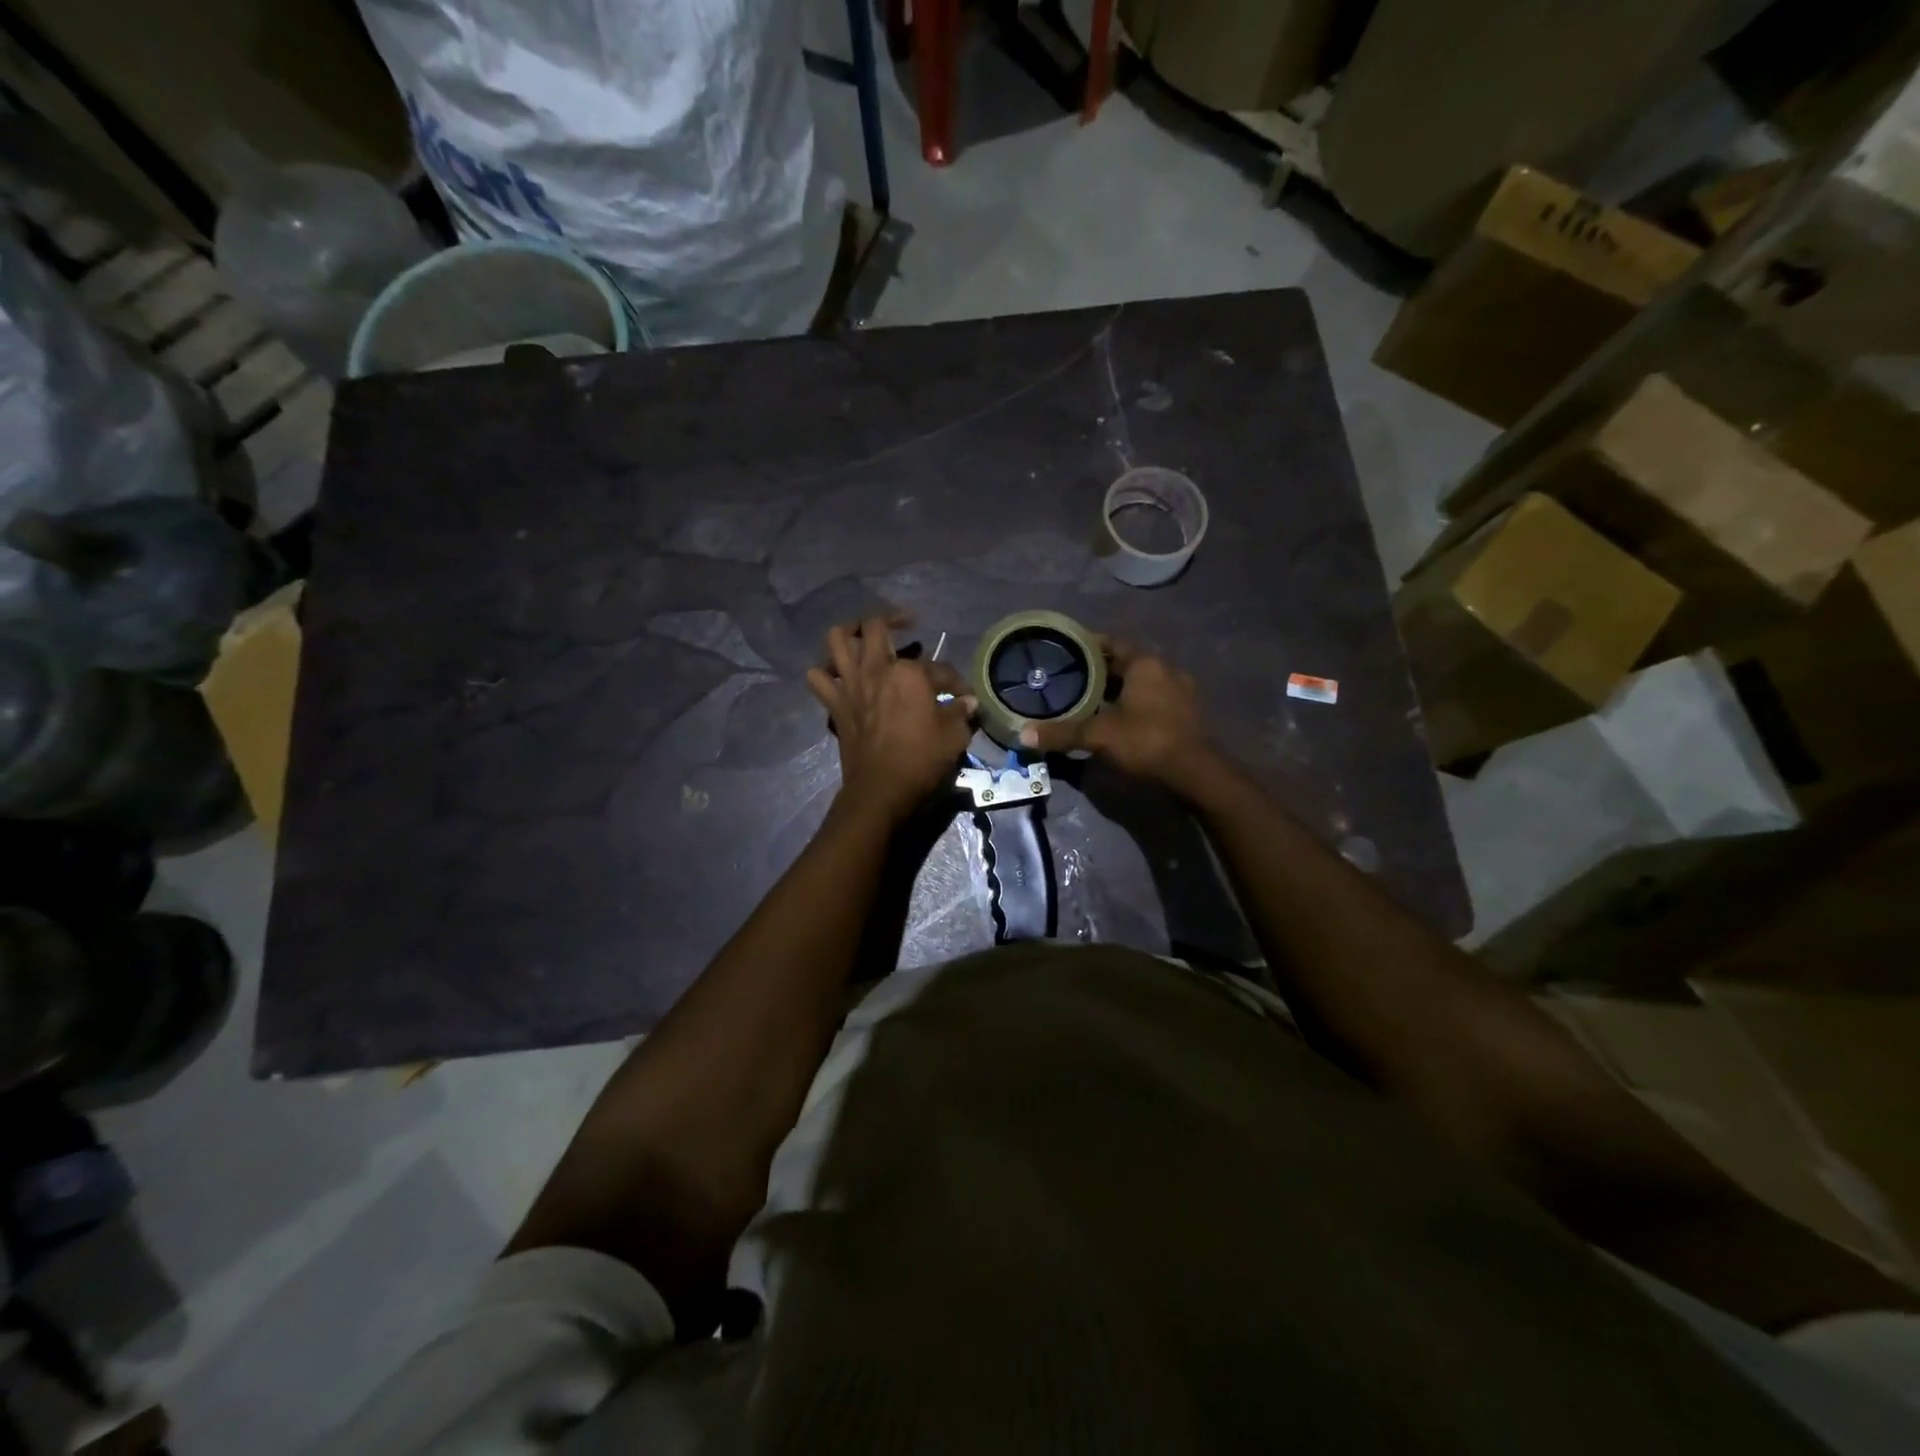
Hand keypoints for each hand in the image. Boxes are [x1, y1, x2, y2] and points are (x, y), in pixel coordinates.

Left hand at [807, 616, 975, 824]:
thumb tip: (968, 702)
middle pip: (875, 625)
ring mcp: (850, 683)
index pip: (939, 668)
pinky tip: (840, 675)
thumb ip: (961, 713)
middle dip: (893, 618)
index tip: (963, 696)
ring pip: (837, 639)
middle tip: (906, 624)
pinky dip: (825, 672)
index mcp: (910, 672)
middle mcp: (876, 668)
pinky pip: (818, 677)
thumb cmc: (922, 760)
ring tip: (864, 637)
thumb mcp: (955, 736)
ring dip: (849, 632)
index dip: (955, 682)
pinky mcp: (834, 703)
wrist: (881, 789)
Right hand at [1018, 638, 1212, 790]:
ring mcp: (1181, 691)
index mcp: (1145, 663)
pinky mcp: (1187, 713)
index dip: (1088, 645)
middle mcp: (1166, 669)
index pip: (1113, 642)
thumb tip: (1023, 734)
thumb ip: (1062, 733)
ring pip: (1141, 682)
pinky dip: (1135, 704)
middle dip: (1101, 670)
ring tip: (1091, 700)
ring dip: (1119, 689)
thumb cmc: (1146, 741)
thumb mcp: (1099, 735)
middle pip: (1127, 662)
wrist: (1196, 773)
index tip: (1066, 652)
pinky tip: (1118, 719)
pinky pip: (1154, 699)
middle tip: (1072, 679)